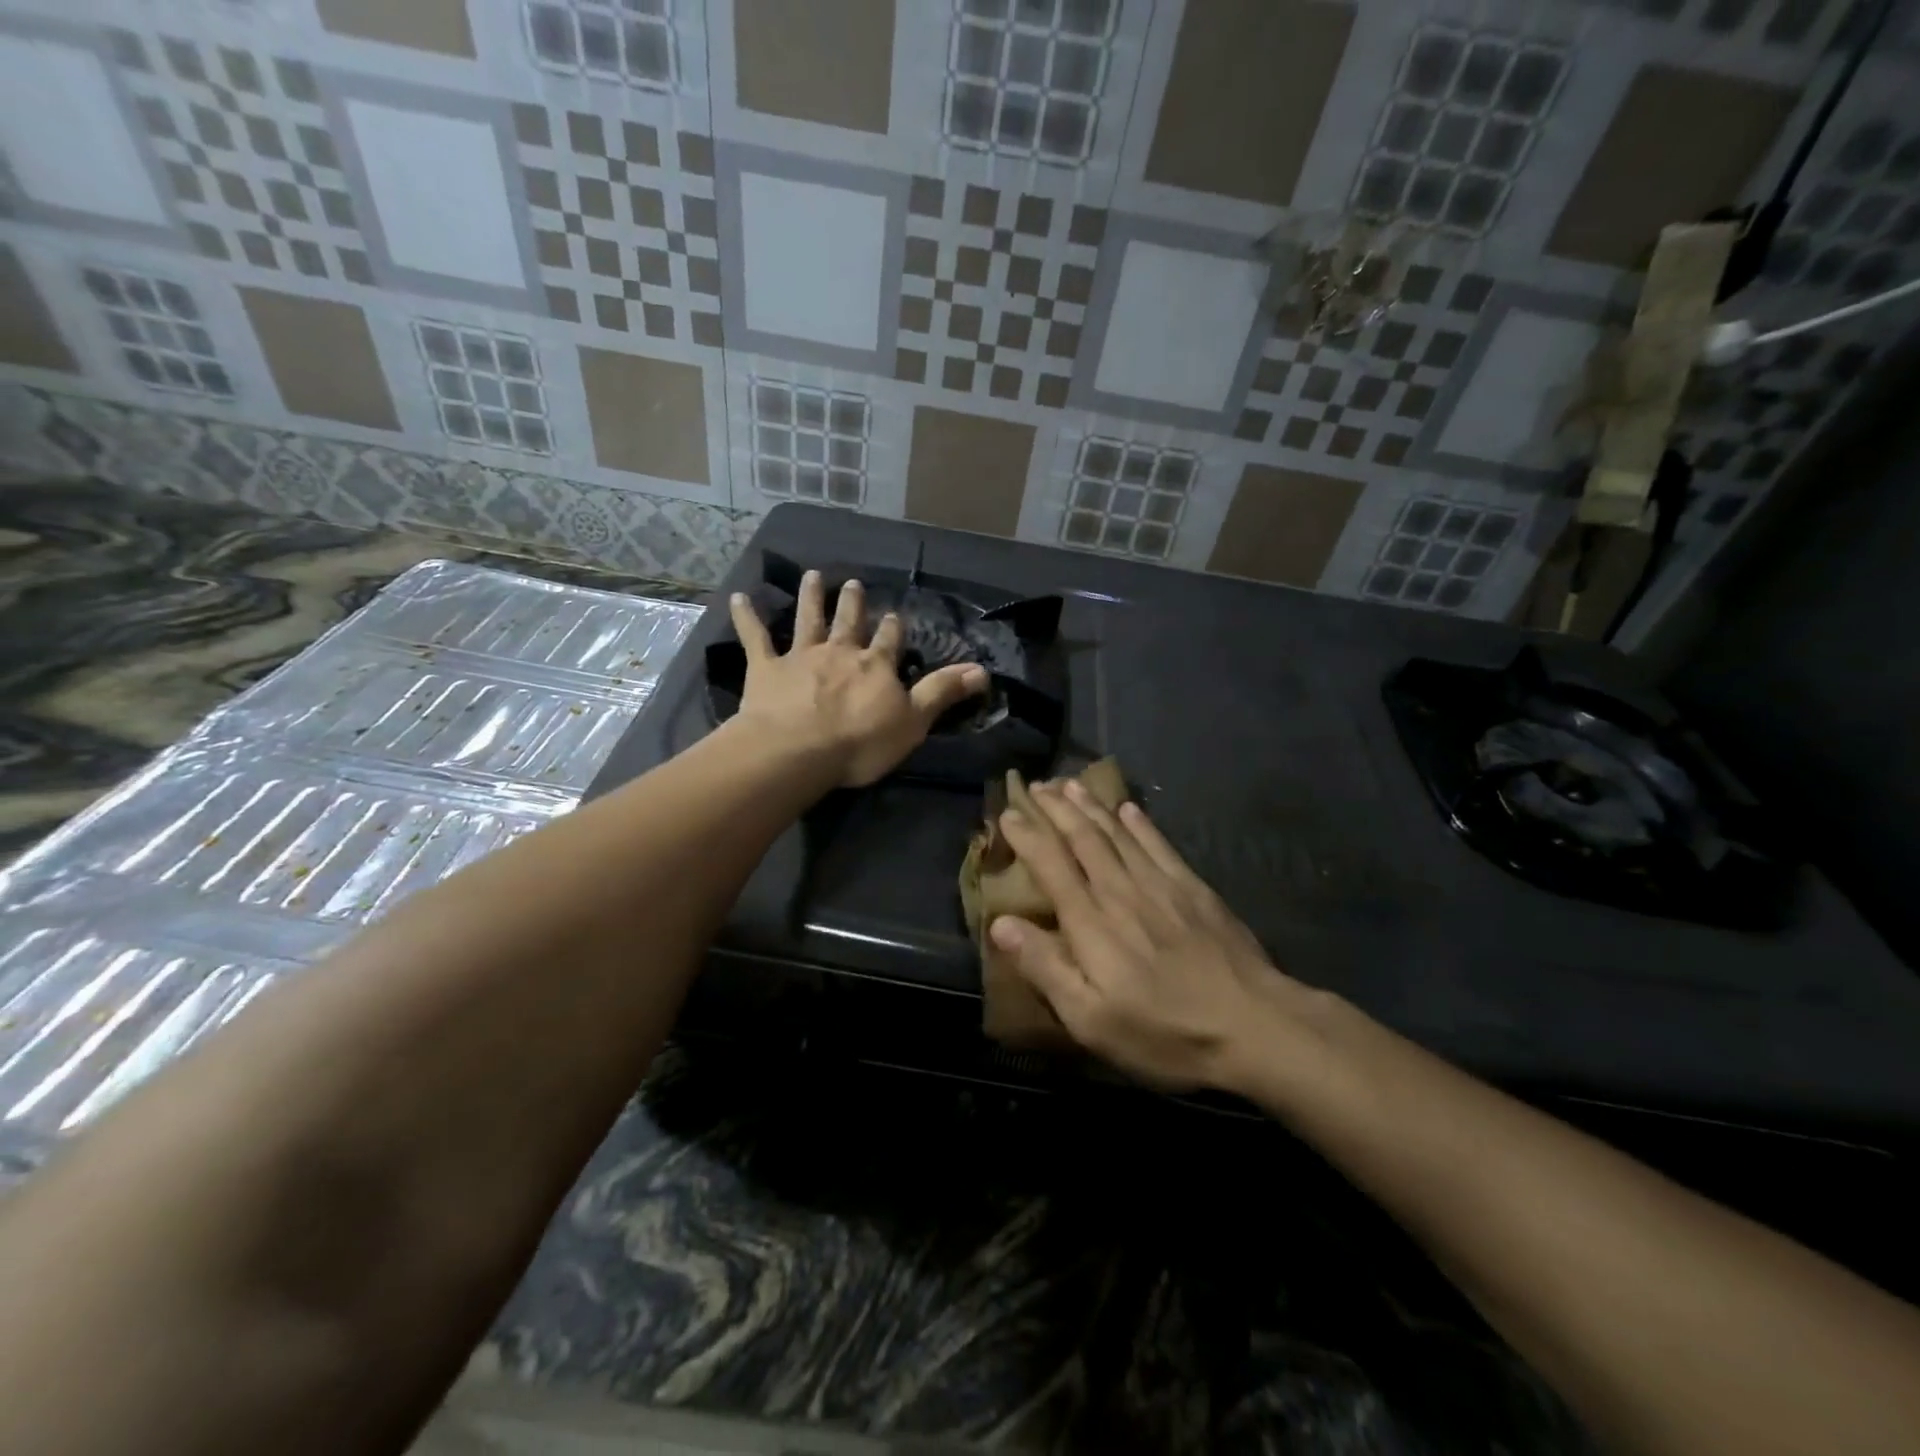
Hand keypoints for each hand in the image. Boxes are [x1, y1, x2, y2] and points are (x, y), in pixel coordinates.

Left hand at [730, 570, 988, 787]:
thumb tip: (983, 671)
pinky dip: (746, 618)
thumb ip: (943, 693)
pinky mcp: (765, 668)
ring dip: (810, 597)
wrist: (799, 750)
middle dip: (853, 603)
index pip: (890, 642)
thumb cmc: (860, 742)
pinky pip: (755, 638)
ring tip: (812, 576)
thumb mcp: (914, 721)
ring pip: (807, 619)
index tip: (895, 615)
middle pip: (849, 622)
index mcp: (876, 666)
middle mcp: (840, 652)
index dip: (893, 629)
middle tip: (852, 583)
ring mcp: (801, 657)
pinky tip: (738, 598)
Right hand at [990, 780, 1325, 1091]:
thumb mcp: (1091, 1020)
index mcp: (1090, 922)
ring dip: (1090, 805)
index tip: (1008, 814)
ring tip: (1070, 783)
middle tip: (1036, 785)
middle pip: (1083, 838)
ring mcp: (1160, 885)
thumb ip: (1045, 967)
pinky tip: (1129, 808)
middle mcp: (1120, 891)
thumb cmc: (1164, 1033)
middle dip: (1056, 808)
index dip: (1027, 836)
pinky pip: (1159, 844)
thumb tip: (1000, 923)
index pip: (1050, 864)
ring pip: (1117, 832)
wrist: (1254, 1025)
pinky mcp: (1193, 889)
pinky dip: (1140, 823)